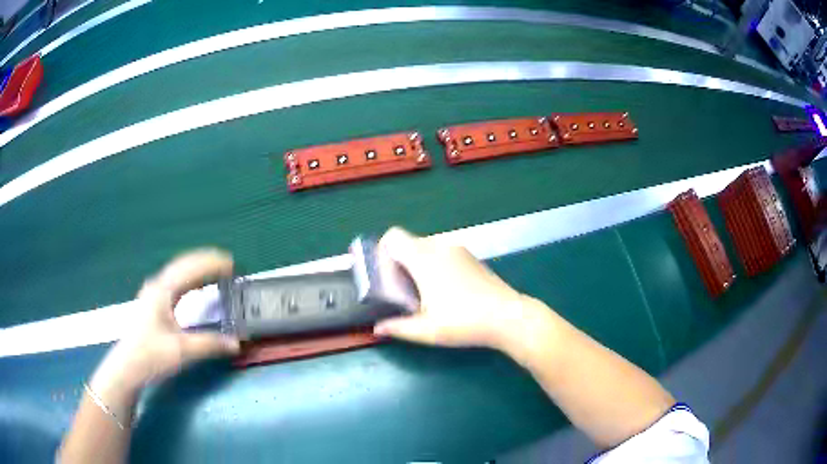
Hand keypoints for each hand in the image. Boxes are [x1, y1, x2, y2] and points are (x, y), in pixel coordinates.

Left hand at [92, 249, 240, 393]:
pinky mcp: (153, 304)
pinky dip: (190, 280)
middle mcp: (158, 286)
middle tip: (229, 264)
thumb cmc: (151, 356)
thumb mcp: (182, 351)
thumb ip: (210, 344)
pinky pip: (175, 283)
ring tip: (217, 271)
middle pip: (184, 264)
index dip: (212, 264)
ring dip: (198, 269)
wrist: (128, 368)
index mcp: (163, 291)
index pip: (191, 269)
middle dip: (207, 261)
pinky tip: (197, 286)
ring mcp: (153, 294)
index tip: (233, 264)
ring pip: (179, 272)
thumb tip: (237, 343)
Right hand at [374, 228, 544, 350]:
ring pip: (428, 249)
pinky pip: (444, 253)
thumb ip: (398, 327)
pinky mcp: (472, 257)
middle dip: (400, 263)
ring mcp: (459, 250)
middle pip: (409, 243)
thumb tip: (377, 328)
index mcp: (424, 259)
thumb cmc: (464, 322)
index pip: (393, 237)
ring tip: (424, 294)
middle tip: (402, 291)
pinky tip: (447, 292)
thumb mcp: (427, 330)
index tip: (385, 275)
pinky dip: (437, 266)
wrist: (508, 316)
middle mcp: (440, 247)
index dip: (382, 251)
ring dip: (419, 265)